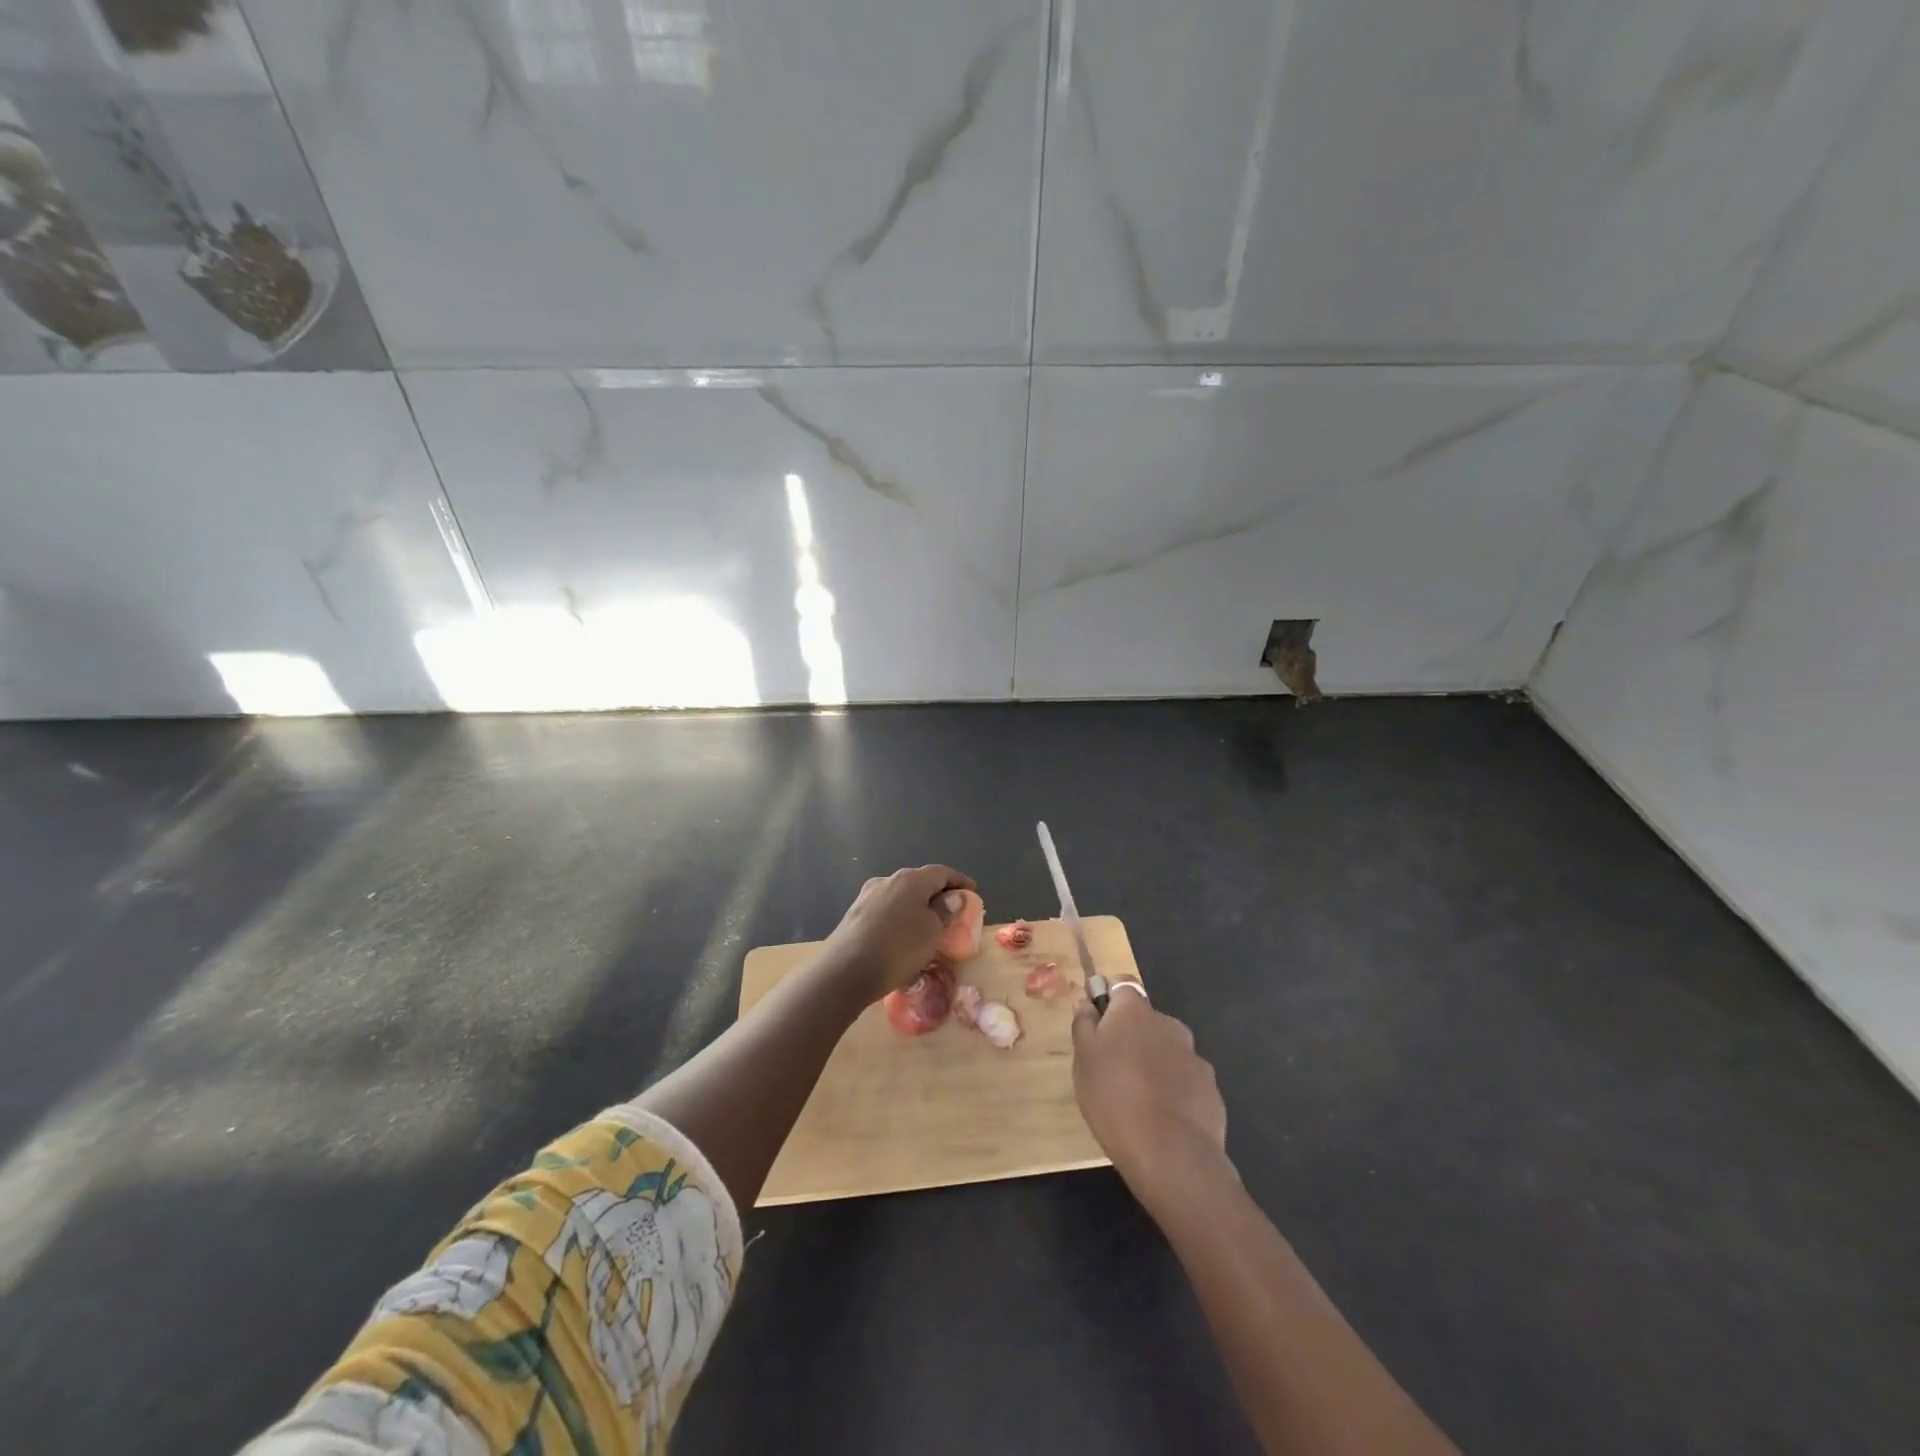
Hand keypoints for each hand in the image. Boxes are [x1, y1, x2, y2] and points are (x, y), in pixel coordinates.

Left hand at [819, 864, 976, 1004]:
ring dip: (916, 907)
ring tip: (928, 926)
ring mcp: (866, 897)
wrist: (844, 971)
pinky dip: (900, 919)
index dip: (960, 881)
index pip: (941, 872)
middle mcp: (887, 881)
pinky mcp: (854, 916)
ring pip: (900, 897)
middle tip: (952, 911)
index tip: (973, 892)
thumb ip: (945, 912)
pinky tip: (902, 936)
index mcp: (910, 879)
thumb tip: (952, 898)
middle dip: (937, 894)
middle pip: (919, 882)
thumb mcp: (932, 932)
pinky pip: (885, 912)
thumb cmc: (898, 948)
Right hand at [1072, 986, 1230, 1209]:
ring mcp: (1194, 1056)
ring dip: (1154, 1064)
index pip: (1121, 986)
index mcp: (1135, 1011)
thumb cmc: (1114, 1099)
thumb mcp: (1083, 1060)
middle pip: (1145, 1021)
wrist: (1171, 1155)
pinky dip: (1174, 1090)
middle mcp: (1168, 1024)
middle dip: (1132, 1037)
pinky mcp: (1210, 1088)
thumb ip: (1084, 1024)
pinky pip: (1185, 1080)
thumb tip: (1087, 1003)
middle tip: (1113, 1071)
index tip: (1096, 1027)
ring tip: (1138, 1100)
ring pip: (1167, 1051)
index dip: (1108, 1002)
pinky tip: (1163, 1118)